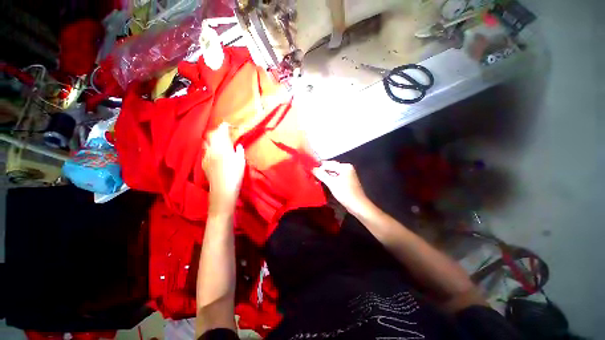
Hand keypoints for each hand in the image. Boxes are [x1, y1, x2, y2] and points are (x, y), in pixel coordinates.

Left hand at [202, 122, 245, 215]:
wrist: (222, 190)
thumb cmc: (235, 176)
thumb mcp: (241, 162)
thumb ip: (239, 151)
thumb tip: (238, 146)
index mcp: (223, 148)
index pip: (221, 132)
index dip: (224, 127)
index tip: (228, 125)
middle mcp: (212, 150)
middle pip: (212, 135)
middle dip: (218, 132)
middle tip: (225, 133)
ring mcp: (206, 156)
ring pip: (207, 142)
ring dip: (213, 139)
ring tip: (220, 142)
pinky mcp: (204, 163)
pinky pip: (205, 151)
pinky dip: (210, 148)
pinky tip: (215, 153)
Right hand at [312, 161, 368, 212]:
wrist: (358, 205)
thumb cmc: (345, 193)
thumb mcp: (332, 183)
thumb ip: (322, 175)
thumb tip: (313, 169)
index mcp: (345, 167)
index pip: (328, 164)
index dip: (319, 167)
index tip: (310, 171)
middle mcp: (347, 169)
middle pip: (331, 168)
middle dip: (322, 171)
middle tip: (312, 175)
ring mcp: (347, 175)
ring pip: (333, 173)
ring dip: (325, 176)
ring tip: (316, 179)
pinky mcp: (347, 182)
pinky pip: (336, 178)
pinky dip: (330, 180)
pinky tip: (324, 183)